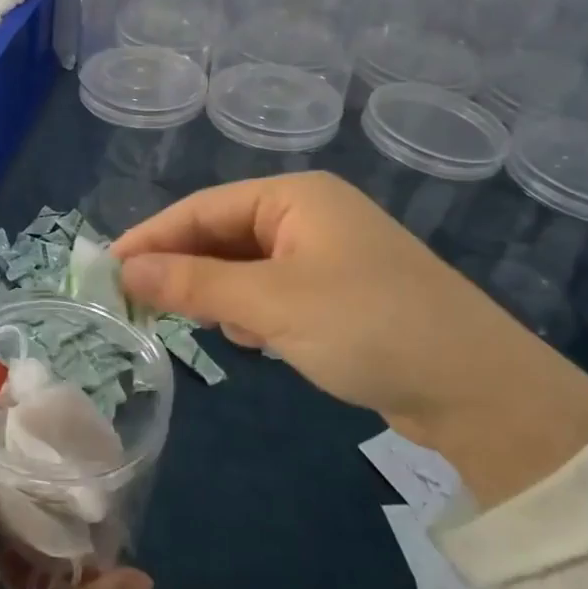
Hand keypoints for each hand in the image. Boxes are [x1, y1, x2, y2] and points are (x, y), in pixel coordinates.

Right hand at [113, 172, 587, 505]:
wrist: (480, 391)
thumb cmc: (368, 325)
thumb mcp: (270, 304)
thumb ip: (192, 284)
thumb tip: (123, 271)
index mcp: (295, 197)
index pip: (203, 208)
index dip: (152, 237)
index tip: (107, 269)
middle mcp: (310, 215)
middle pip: (223, 234)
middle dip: (185, 269)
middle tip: (138, 305)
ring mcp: (328, 254)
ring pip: (246, 266)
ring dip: (219, 294)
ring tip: (199, 326)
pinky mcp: (340, 293)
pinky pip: (274, 291)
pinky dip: (253, 312)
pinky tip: (253, 340)